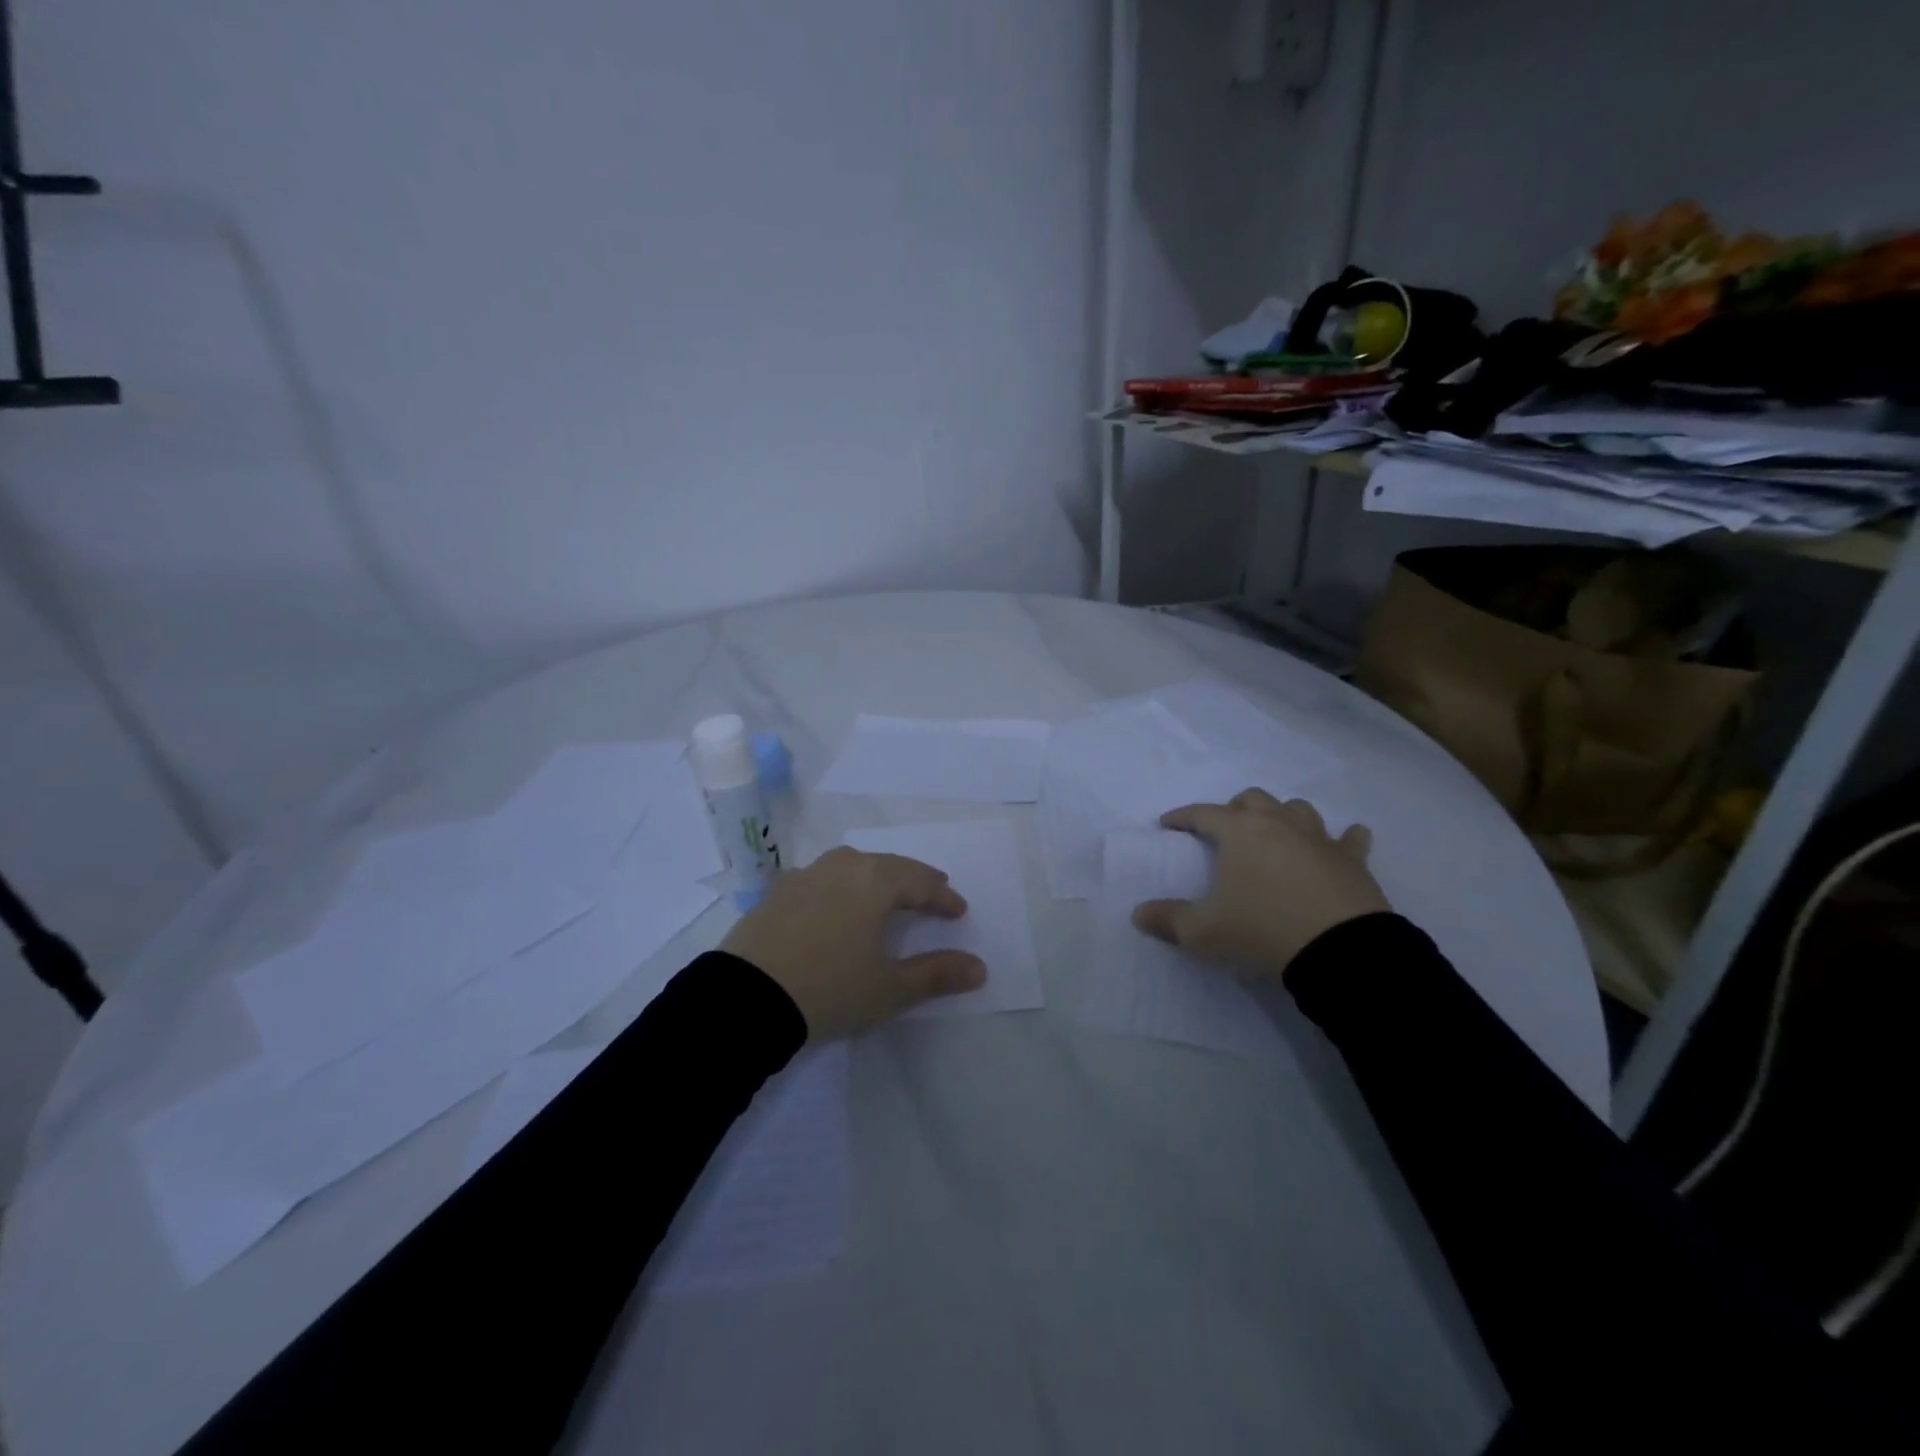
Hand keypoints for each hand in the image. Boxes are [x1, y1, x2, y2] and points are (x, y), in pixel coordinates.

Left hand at [721, 847, 986, 1039]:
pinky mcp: (776, 893)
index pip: (920, 881)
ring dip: (875, 878)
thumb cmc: (829, 988)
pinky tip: (837, 904)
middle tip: (931, 891)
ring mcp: (804, 875)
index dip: (943, 896)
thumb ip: (936, 974)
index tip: (959, 911)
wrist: (744, 1000)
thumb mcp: (888, 988)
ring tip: (886, 894)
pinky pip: (822, 879)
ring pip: (852, 866)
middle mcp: (840, 866)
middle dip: (913, 879)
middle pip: (887, 865)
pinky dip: (841, 887)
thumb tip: (980, 968)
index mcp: (873, 880)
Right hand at [1132, 789, 1390, 979]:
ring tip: (1276, 834)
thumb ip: (1168, 919)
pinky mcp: (1352, 860)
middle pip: (1253, 799)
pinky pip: (1350, 838)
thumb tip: (1138, 914)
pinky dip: (1343, 838)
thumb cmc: (1262, 929)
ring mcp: (1319, 838)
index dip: (1182, 817)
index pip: (1202, 813)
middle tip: (1226, 831)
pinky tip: (1343, 842)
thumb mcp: (1203, 932)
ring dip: (1283, 816)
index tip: (1168, 824)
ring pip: (1298, 809)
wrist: (1340, 949)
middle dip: (1235, 809)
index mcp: (1239, 832)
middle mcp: (1278, 824)